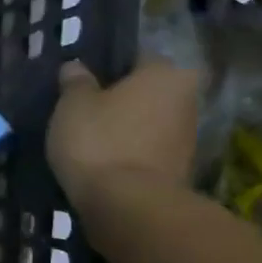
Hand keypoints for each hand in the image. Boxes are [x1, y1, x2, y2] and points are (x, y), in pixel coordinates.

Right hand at [47, 59, 200, 208]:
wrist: (128, 204)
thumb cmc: (100, 140)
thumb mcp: (73, 104)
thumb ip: (75, 82)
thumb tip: (76, 67)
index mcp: (165, 73)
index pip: (137, 58)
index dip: (108, 68)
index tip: (84, 83)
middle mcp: (187, 99)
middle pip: (147, 92)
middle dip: (121, 100)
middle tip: (85, 110)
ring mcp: (188, 137)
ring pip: (148, 122)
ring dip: (126, 128)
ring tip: (90, 139)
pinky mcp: (179, 170)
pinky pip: (148, 150)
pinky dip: (129, 152)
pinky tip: (104, 161)